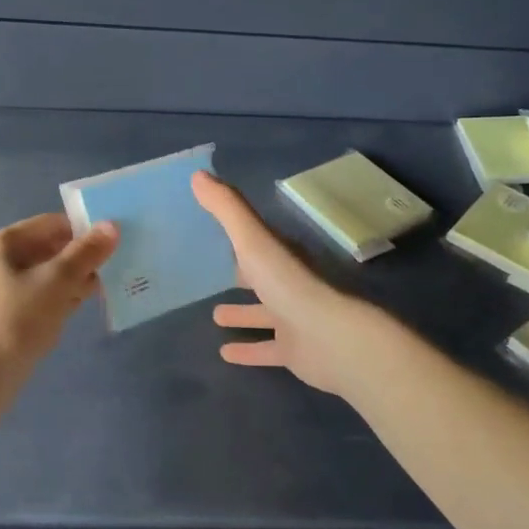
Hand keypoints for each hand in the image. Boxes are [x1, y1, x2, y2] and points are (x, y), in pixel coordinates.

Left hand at [0, 213, 119, 379]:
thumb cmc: (15, 321)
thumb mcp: (56, 282)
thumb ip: (85, 253)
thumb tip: (111, 226)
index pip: (49, 224)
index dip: (82, 231)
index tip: (113, 244)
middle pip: (43, 250)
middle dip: (78, 259)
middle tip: (113, 269)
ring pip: (38, 278)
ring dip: (68, 282)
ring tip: (101, 291)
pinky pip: (30, 301)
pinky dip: (53, 302)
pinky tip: (75, 311)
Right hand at [193, 171, 366, 395]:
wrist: (332, 339)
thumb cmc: (289, 284)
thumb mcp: (253, 240)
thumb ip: (227, 209)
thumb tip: (197, 175)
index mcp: (282, 256)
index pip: (257, 243)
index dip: (238, 238)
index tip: (211, 235)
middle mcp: (289, 285)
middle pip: (261, 278)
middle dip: (239, 276)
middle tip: (210, 277)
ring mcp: (293, 319)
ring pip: (263, 314)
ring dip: (242, 314)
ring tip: (214, 315)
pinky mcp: (293, 351)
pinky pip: (266, 349)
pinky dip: (247, 350)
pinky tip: (223, 353)